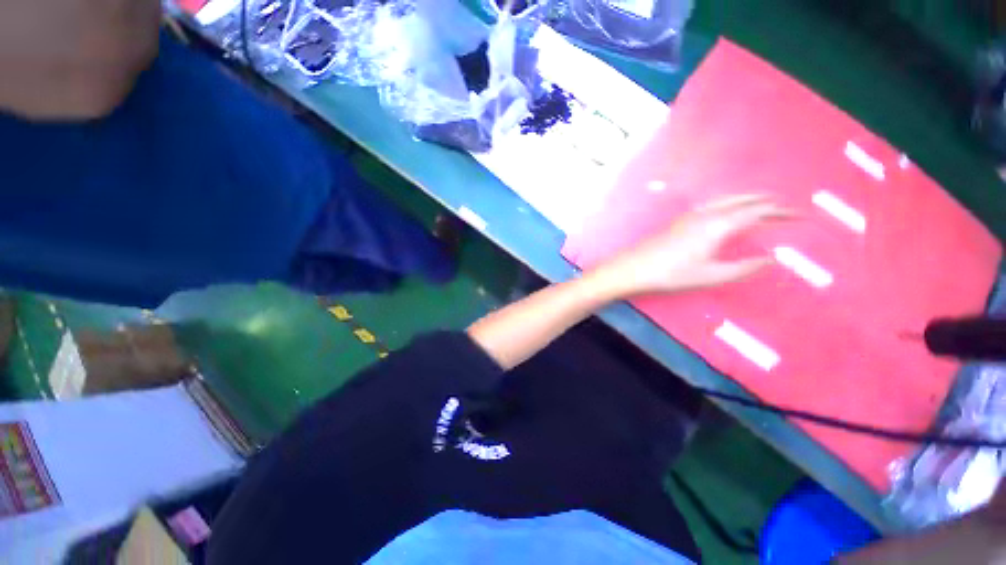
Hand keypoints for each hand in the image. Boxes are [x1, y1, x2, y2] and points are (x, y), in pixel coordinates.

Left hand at [591, 195, 791, 297]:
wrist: (634, 268)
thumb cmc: (672, 274)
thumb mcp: (711, 275)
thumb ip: (744, 267)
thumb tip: (772, 258)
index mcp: (718, 225)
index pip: (758, 212)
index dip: (782, 212)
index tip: (802, 215)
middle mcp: (706, 213)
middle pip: (743, 200)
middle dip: (767, 201)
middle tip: (785, 207)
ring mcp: (689, 215)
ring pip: (725, 199)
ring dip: (746, 199)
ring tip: (761, 204)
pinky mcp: (678, 220)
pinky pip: (711, 204)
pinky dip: (728, 202)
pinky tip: (725, 211)